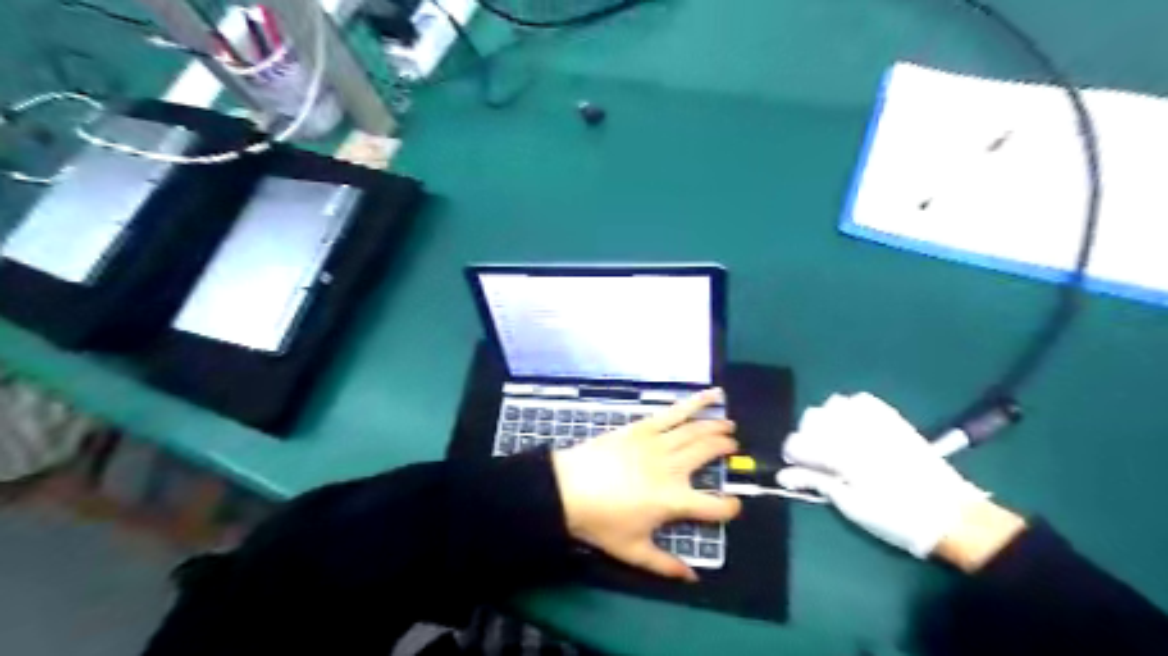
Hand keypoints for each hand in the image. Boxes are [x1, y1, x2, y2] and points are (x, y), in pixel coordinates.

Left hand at [553, 386, 736, 580]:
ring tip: (730, 426)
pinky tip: (712, 394)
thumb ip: (665, 565)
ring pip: (696, 430)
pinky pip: (674, 412)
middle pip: (709, 454)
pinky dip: (695, 402)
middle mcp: (672, 468)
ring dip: (717, 426)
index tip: (733, 506)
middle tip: (733, 449)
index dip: (729, 507)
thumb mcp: (633, 551)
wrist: (567, 489)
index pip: (714, 506)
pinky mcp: (643, 427)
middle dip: (726, 450)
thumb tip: (693, 578)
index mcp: (673, 501)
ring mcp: (658, 443)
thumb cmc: (600, 522)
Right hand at [780, 394, 987, 559]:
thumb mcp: (851, 507)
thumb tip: (784, 476)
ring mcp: (876, 421)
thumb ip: (816, 483)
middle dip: (806, 435)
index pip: (800, 441)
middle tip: (814, 458)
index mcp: (843, 454)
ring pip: (835, 404)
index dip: (792, 454)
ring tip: (833, 440)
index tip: (794, 467)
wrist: (951, 516)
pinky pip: (863, 400)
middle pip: (813, 417)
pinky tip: (853, 427)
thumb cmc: (896, 518)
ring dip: (827, 420)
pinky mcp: (893, 420)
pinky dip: (851, 409)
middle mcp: (856, 430)